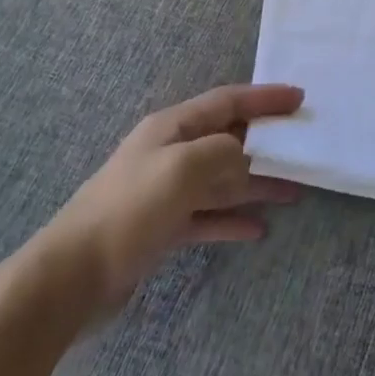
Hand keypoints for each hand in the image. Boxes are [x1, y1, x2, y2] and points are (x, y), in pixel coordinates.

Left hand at [30, 83, 304, 326]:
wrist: (70, 278)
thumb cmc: (129, 210)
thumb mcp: (182, 169)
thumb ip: (222, 153)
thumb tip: (245, 155)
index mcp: (173, 127)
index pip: (228, 101)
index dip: (264, 98)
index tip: (300, 98)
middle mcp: (171, 152)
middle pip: (228, 139)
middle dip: (266, 143)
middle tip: (304, 148)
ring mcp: (166, 191)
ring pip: (222, 179)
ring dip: (256, 184)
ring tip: (294, 192)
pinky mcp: (162, 228)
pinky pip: (208, 215)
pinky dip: (232, 219)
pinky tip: (258, 229)